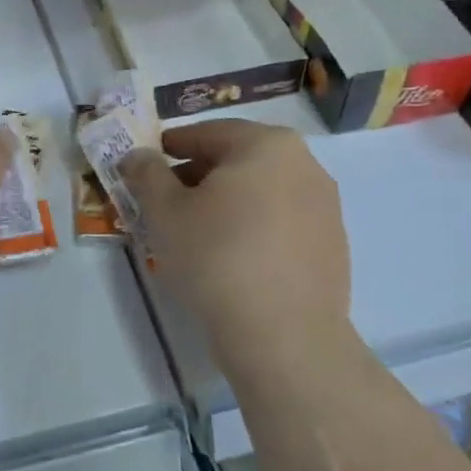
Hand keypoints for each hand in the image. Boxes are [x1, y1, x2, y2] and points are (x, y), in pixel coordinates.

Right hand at [120, 120, 356, 386]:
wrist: (285, 337)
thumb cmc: (217, 258)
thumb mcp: (165, 212)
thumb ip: (147, 174)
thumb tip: (137, 155)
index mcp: (266, 144)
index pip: (206, 133)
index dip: (169, 148)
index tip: (145, 168)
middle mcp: (304, 164)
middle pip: (237, 160)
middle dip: (197, 176)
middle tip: (165, 203)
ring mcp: (325, 205)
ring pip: (261, 191)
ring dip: (225, 202)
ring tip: (195, 233)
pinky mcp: (333, 244)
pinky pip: (282, 222)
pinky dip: (253, 227)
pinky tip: (232, 258)